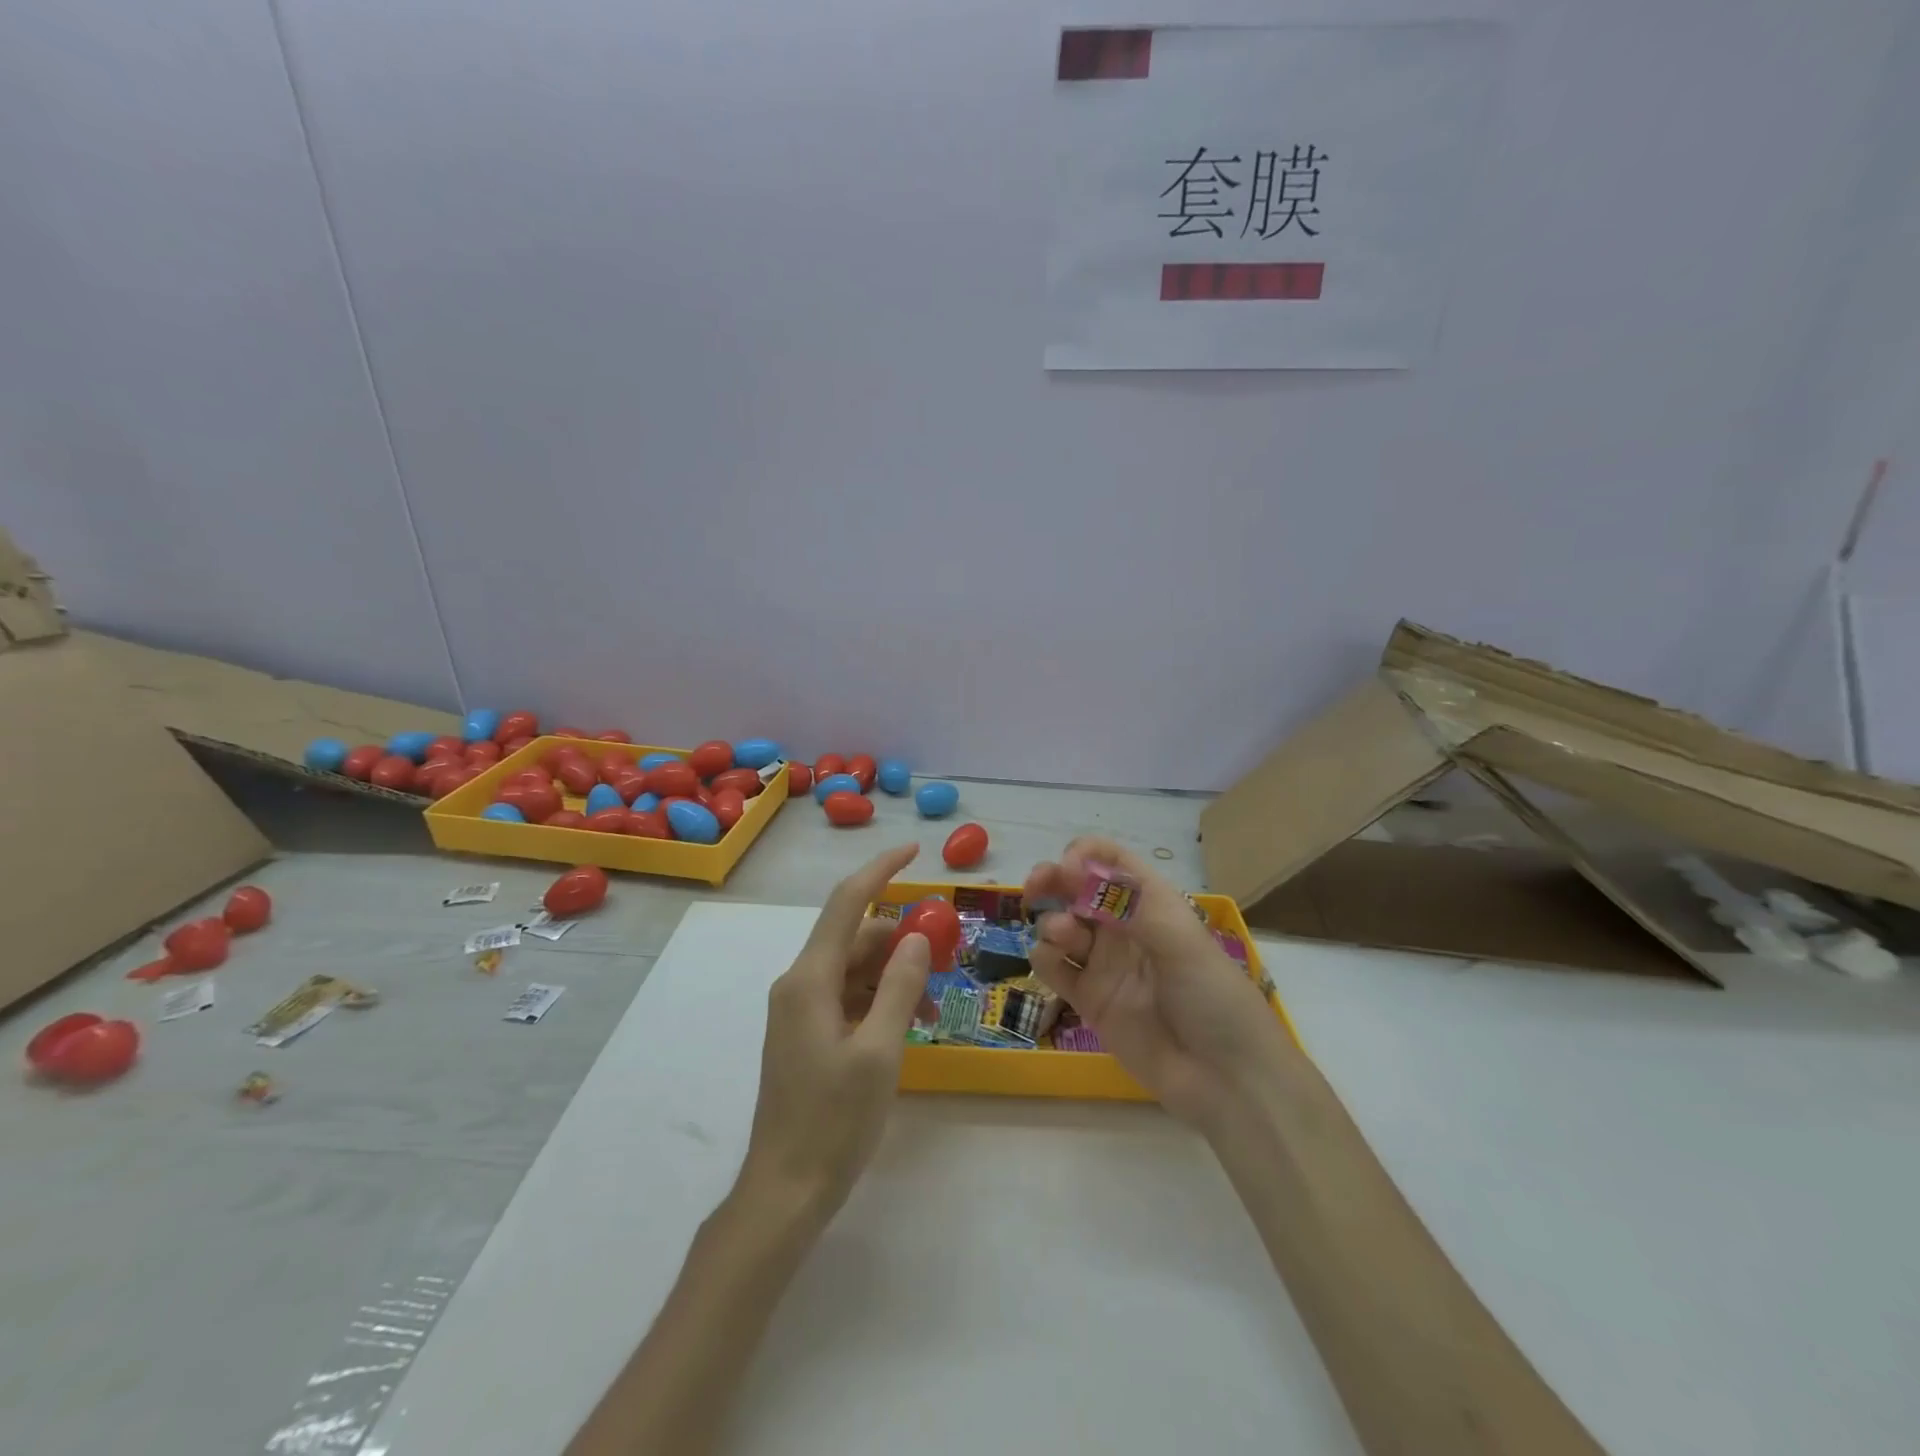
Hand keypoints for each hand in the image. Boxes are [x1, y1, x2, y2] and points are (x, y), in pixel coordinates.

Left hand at [739, 844, 933, 1223]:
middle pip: (855, 937)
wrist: (784, 1191)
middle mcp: (799, 984)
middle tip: (945, 959)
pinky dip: (880, 1000)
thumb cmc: (833, 1122)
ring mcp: (800, 1010)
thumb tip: (916, 936)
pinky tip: (910, 1026)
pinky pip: (848, 997)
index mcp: (809, 979)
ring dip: (895, 976)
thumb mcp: (880, 1052)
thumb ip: (900, 987)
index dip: (881, 870)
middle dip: (901, 940)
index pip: (847, 903)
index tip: (914, 850)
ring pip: (855, 969)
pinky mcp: (806, 1033)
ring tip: (933, 1008)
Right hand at [1025, 837, 1291, 1127]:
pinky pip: (1054, 968)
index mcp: (1153, 904)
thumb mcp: (1181, 941)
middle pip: (1077, 889)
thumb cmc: (1213, 998)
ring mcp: (1105, 964)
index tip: (1068, 867)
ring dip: (1052, 921)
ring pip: (1061, 925)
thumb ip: (1129, 903)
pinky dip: (1044, 957)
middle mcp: (1125, 928)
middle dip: (1054, 880)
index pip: (1112, 861)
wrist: (1226, 1080)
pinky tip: (1052, 963)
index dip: (1086, 855)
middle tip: (1036, 886)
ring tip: (1064, 937)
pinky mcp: (1089, 1000)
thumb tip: (1077, 868)